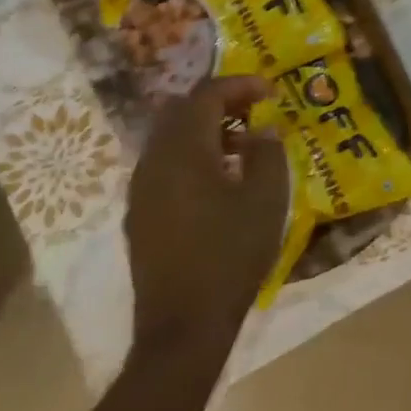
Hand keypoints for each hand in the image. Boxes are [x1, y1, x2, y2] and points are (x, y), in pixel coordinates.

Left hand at [126, 75, 289, 355]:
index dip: (240, 85)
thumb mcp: (267, 198)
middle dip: (219, 101)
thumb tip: (260, 129)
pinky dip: (191, 153)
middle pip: (181, 110)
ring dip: (204, 128)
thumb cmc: (231, 254)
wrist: (183, 325)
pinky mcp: (140, 213)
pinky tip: (219, 177)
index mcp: (184, 151)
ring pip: (169, 136)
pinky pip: (163, 163)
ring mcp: (141, 189)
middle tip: (255, 109)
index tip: (271, 92)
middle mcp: (153, 161)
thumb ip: (267, 152)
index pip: (206, 95)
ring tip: (242, 142)